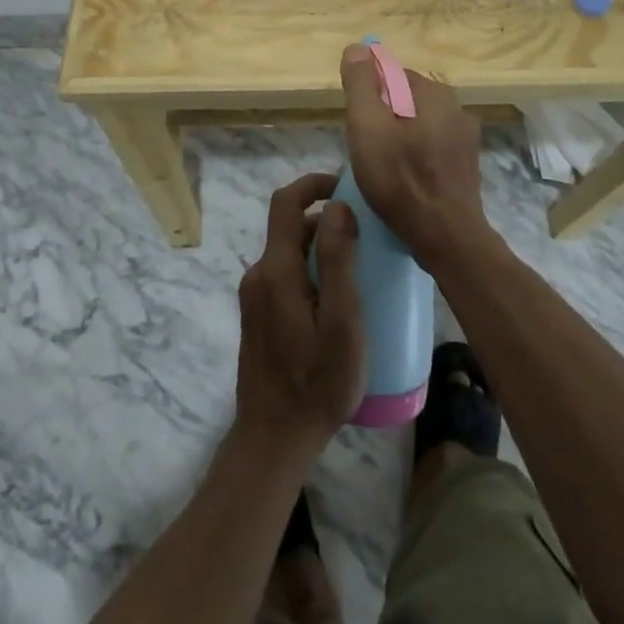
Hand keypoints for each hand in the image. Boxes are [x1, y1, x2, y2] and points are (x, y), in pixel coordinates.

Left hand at [234, 173, 366, 462]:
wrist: (273, 440)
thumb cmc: (316, 383)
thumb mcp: (341, 323)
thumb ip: (338, 261)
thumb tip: (337, 205)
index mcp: (276, 270)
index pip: (285, 202)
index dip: (313, 183)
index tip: (346, 185)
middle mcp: (259, 275)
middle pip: (290, 228)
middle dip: (327, 221)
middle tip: (368, 235)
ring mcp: (256, 297)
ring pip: (290, 254)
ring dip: (321, 249)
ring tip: (362, 269)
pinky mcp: (259, 317)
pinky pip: (286, 277)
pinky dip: (312, 272)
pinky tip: (339, 301)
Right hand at [340, 43, 490, 270]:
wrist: (445, 236)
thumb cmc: (399, 178)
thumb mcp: (366, 126)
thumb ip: (361, 84)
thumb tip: (357, 47)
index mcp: (434, 92)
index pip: (391, 75)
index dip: (369, 97)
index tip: (358, 126)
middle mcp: (457, 107)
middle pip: (405, 100)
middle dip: (383, 118)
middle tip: (366, 149)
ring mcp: (466, 138)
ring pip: (419, 125)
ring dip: (399, 138)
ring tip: (383, 168)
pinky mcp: (467, 165)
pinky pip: (432, 148)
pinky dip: (416, 156)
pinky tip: (404, 180)